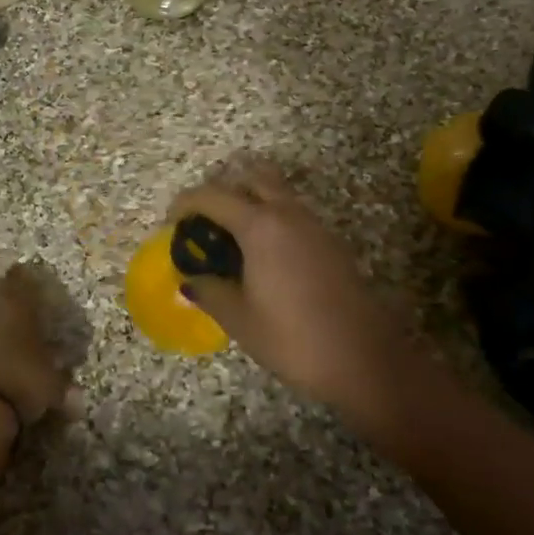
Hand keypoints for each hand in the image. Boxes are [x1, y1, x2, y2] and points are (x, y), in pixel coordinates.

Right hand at [169, 158, 415, 423]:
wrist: (363, 358)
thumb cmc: (292, 338)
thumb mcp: (239, 318)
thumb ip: (209, 291)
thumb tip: (191, 279)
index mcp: (260, 225)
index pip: (213, 195)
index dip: (185, 203)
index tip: (170, 222)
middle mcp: (288, 213)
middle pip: (251, 177)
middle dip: (222, 190)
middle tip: (204, 222)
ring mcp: (315, 224)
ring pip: (276, 192)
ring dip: (250, 202)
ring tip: (230, 240)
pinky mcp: (331, 242)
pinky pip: (293, 213)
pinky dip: (271, 219)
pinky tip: (262, 257)